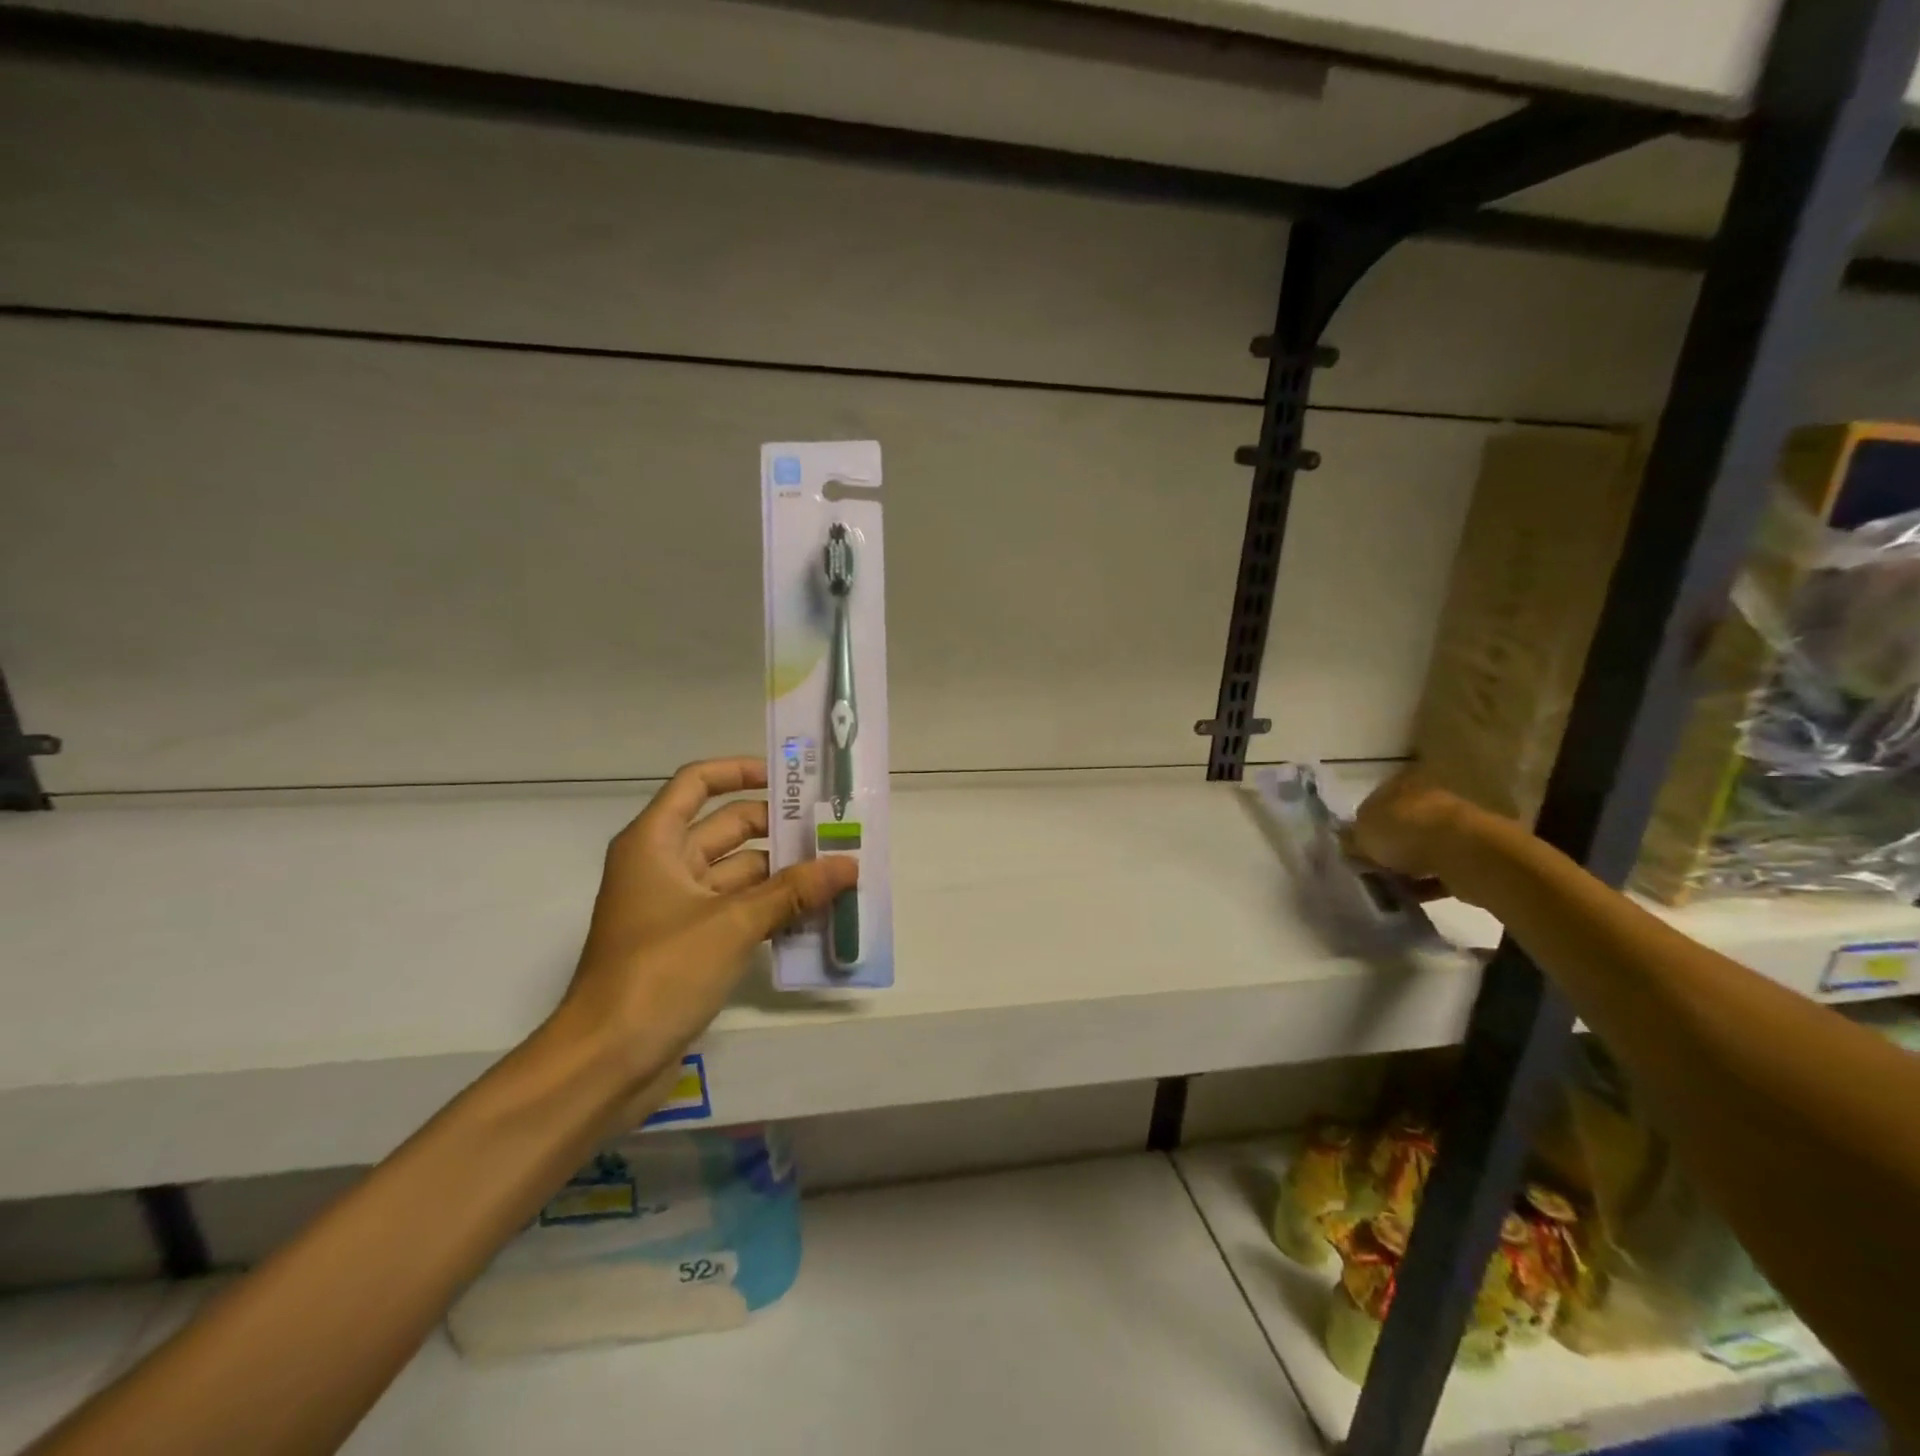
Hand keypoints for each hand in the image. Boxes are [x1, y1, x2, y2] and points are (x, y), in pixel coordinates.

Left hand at [547, 756, 857, 1119]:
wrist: (605, 1063)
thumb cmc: (660, 973)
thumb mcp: (733, 924)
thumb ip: (793, 891)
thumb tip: (848, 864)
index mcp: (655, 843)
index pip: (697, 783)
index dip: (740, 771)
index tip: (789, 780)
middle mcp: (663, 866)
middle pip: (726, 828)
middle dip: (778, 829)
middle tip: (833, 830)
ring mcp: (676, 908)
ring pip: (737, 874)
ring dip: (782, 874)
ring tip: (837, 873)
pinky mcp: (689, 945)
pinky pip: (737, 912)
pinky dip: (770, 910)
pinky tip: (814, 916)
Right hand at [1349, 767, 1474, 888]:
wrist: (1464, 853)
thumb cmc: (1405, 831)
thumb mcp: (1362, 834)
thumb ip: (1351, 839)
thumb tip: (1347, 843)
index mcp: (1401, 785)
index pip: (1375, 802)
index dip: (1361, 825)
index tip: (1353, 848)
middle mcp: (1428, 800)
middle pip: (1400, 825)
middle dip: (1386, 846)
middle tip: (1369, 868)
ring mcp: (1452, 827)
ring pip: (1420, 848)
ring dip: (1406, 867)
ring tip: (1388, 887)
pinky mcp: (1469, 855)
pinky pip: (1439, 871)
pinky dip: (1425, 884)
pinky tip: (1410, 897)